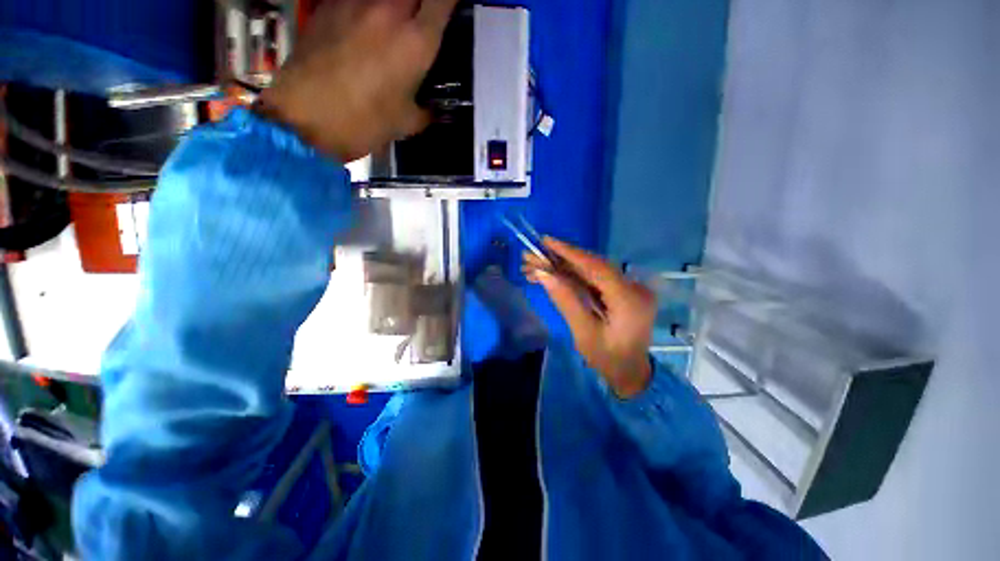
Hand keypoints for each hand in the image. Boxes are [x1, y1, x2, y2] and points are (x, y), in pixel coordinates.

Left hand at [254, 0, 458, 161]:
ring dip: (393, 8)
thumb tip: (433, 110)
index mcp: (416, 41)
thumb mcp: (406, 123)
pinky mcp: (327, 5)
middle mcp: (388, 11)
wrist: (305, 118)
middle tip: (421, 21)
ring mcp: (354, 2)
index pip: (442, 0)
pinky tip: (363, 27)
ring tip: (390, 28)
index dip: (448, 3)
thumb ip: (426, 110)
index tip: (449, 10)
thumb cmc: (364, 123)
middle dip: (421, 4)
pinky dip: (365, 9)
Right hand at [524, 238, 656, 398]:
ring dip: (561, 267)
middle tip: (531, 256)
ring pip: (590, 270)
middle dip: (559, 259)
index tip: (545, 241)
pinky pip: (592, 278)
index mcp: (628, 300)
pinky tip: (550, 275)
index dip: (570, 252)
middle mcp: (632, 287)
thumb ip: (565, 300)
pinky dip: (570, 275)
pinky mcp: (620, 289)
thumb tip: (544, 274)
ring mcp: (628, 287)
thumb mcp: (583, 332)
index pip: (596, 267)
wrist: (630, 372)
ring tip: (534, 268)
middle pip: (591, 265)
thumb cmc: (607, 358)